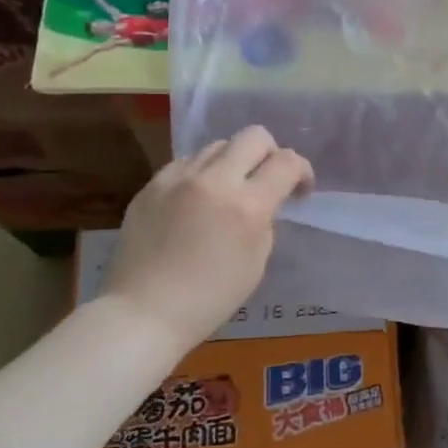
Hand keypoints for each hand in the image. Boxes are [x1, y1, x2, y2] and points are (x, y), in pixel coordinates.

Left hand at [103, 127, 313, 352]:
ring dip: (233, 162)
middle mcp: (214, 181)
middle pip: (254, 136)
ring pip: (219, 145)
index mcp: (247, 206)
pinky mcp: (152, 184)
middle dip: (270, 154)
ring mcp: (178, 178)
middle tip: (267, 181)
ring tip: (228, 191)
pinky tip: (197, 199)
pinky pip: (187, 162)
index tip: (299, 191)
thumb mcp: (256, 262)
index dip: (302, 171)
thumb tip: (264, 200)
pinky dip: (202, 173)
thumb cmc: (210, 299)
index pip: (287, 162)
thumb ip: (265, 220)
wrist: (144, 311)